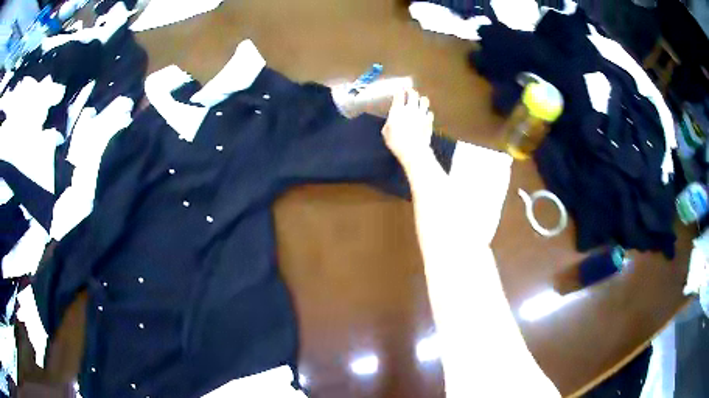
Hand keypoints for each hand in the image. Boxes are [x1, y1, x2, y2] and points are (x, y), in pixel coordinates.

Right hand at [382, 88, 434, 165]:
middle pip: (413, 94)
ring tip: (420, 100)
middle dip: (411, 91)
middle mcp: (411, 109)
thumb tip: (391, 121)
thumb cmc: (396, 142)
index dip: (399, 90)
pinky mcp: (429, 121)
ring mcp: (422, 114)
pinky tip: (426, 115)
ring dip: (421, 99)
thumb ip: (389, 123)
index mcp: (398, 110)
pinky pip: (430, 113)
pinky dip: (427, 113)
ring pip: (424, 100)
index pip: (399, 95)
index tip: (399, 89)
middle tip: (410, 91)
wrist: (413, 150)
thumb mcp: (386, 132)